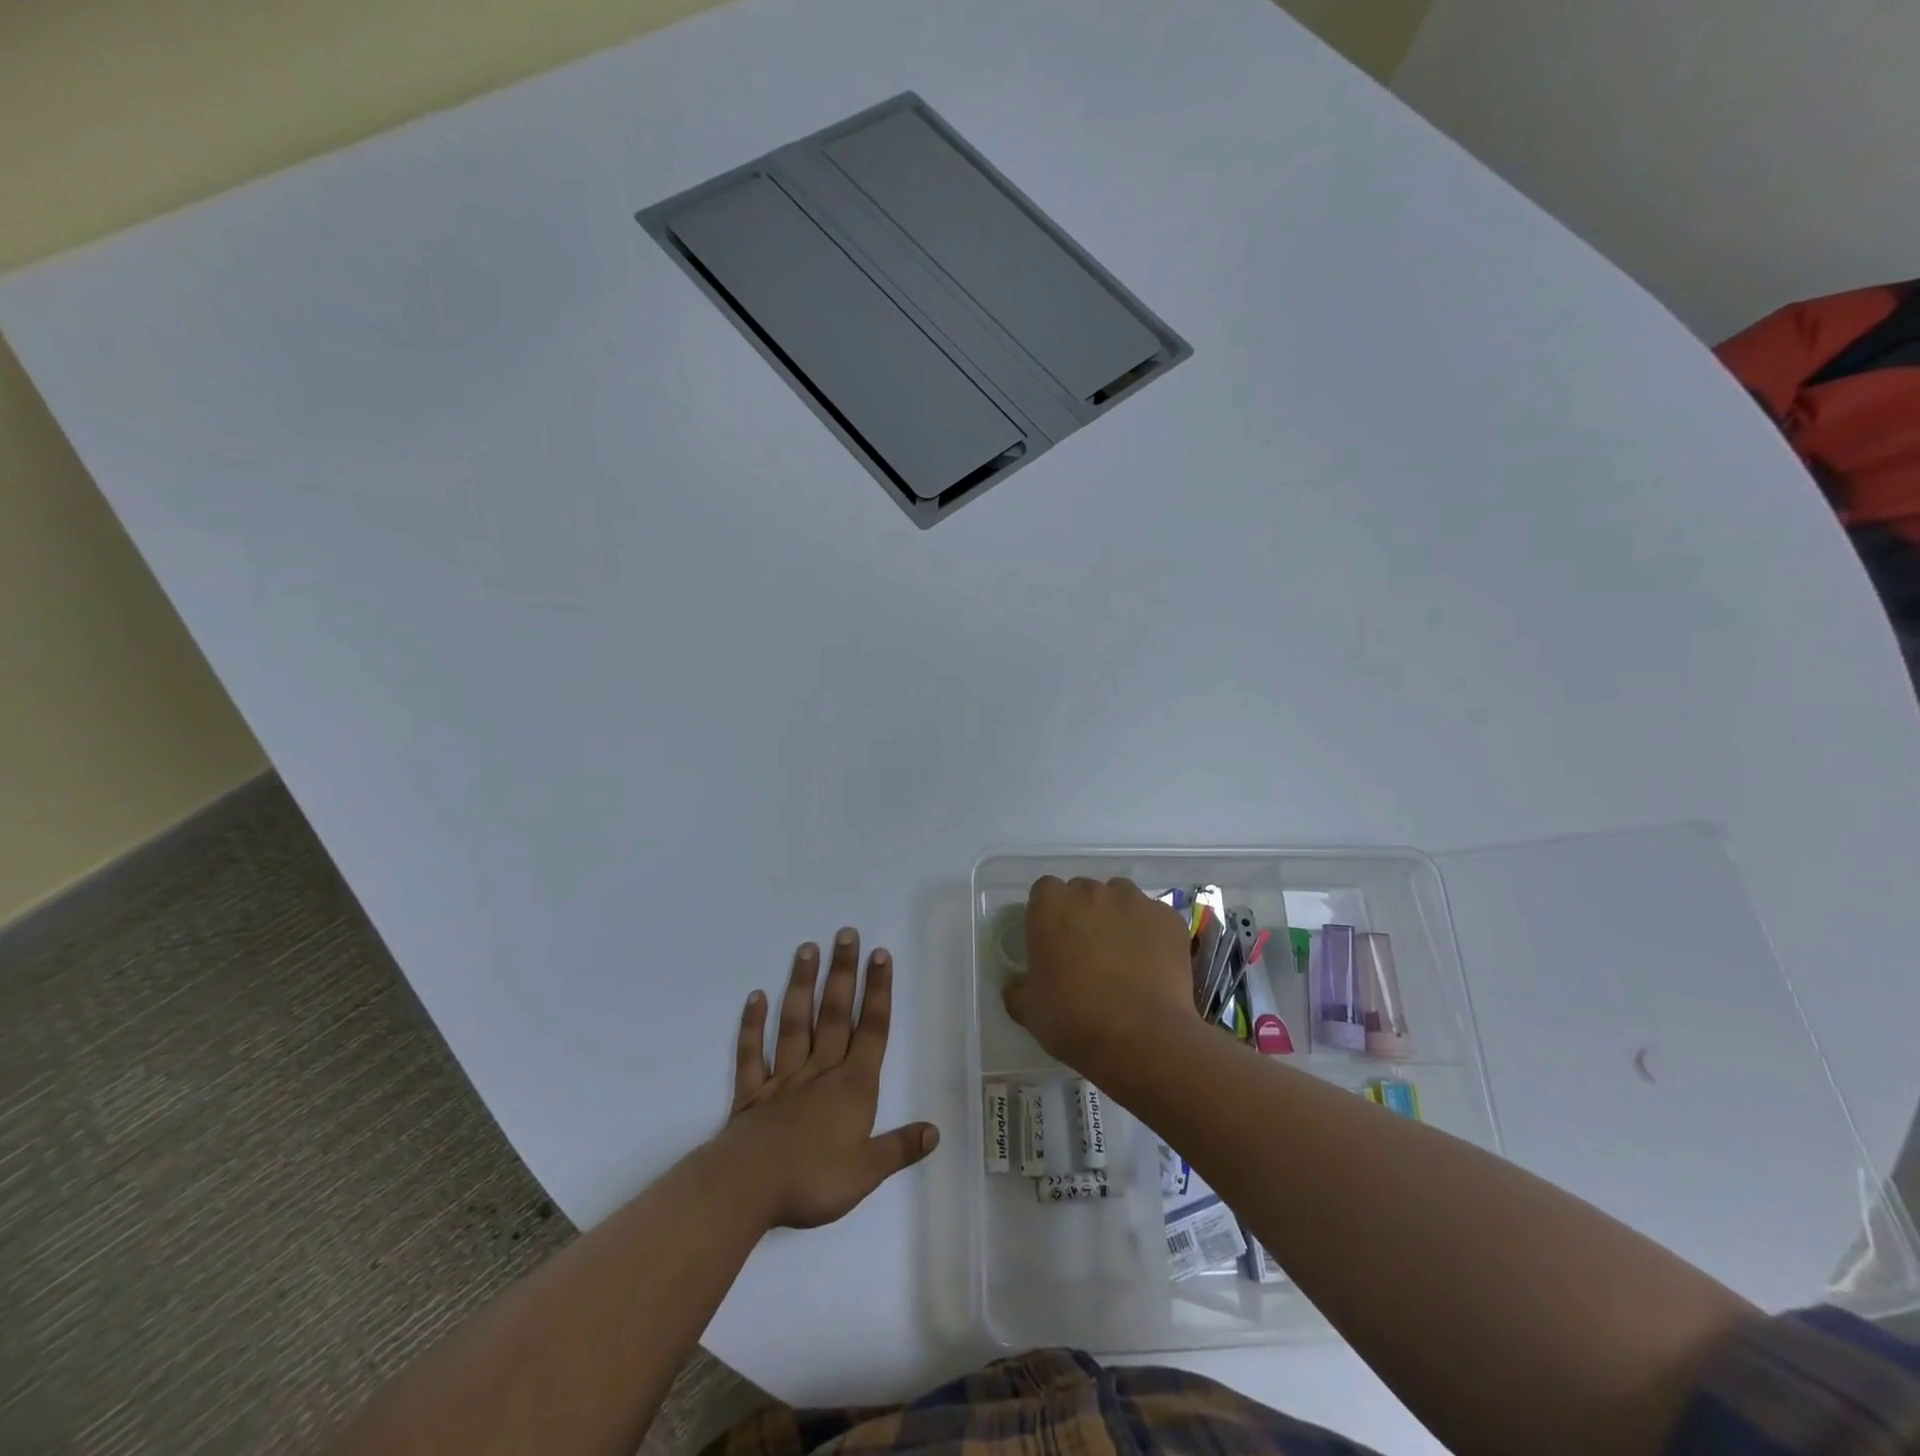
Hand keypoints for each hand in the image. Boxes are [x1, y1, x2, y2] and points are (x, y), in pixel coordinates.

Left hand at [723, 929, 938, 1229]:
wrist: (748, 1188)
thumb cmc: (813, 1179)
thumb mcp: (867, 1172)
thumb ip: (899, 1147)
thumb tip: (935, 1131)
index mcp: (853, 1086)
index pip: (871, 1030)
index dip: (878, 992)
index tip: (880, 955)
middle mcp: (820, 1071)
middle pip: (835, 1014)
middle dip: (843, 973)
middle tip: (846, 933)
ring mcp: (783, 1078)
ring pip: (795, 1023)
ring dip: (802, 984)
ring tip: (806, 948)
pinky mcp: (752, 1093)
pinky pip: (752, 1053)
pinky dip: (752, 1025)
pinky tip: (755, 997)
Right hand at [1003, 876, 1197, 1077]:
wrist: (1142, 1038)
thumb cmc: (1074, 1020)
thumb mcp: (1030, 1010)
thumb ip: (1019, 988)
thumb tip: (1017, 984)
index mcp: (1050, 906)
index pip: (1044, 891)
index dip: (1048, 914)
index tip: (1052, 941)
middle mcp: (1091, 892)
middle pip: (1083, 892)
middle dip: (1083, 914)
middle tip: (1087, 952)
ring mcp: (1134, 901)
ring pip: (1121, 899)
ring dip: (1118, 918)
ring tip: (1123, 957)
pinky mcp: (1168, 918)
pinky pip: (1154, 918)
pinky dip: (1151, 934)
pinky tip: (1153, 966)